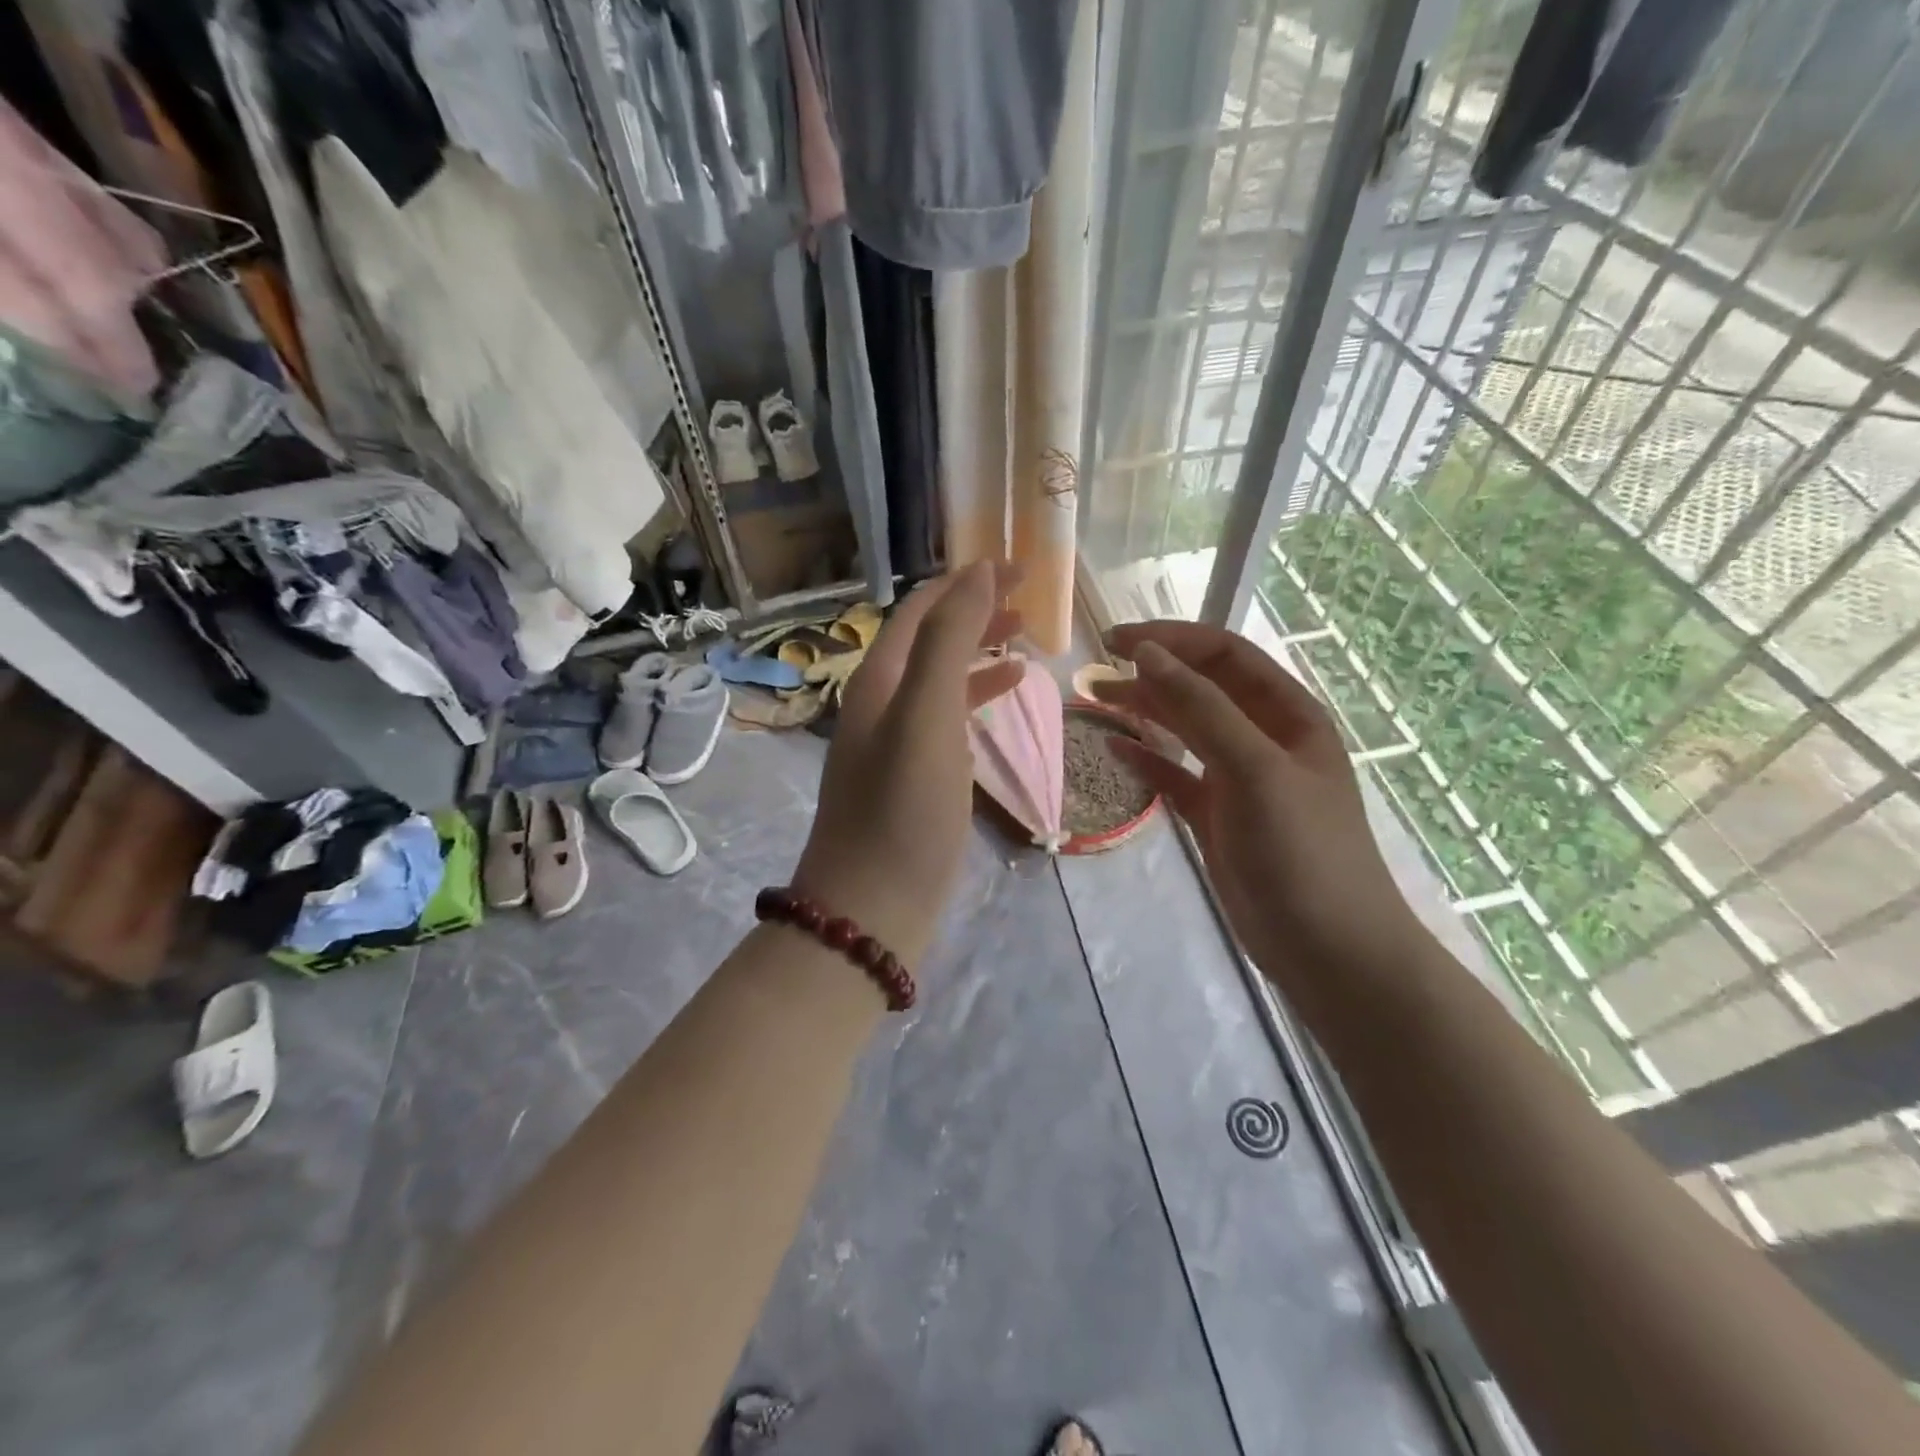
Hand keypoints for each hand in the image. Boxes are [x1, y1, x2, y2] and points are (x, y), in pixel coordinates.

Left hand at [791, 563, 1023, 965]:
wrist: (872, 906)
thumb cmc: (902, 809)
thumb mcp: (926, 716)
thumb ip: (949, 641)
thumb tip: (978, 573)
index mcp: (879, 678)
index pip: (922, 608)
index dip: (967, 581)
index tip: (1021, 567)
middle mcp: (881, 700)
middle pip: (930, 637)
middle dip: (976, 610)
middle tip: (1030, 601)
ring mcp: (895, 739)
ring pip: (940, 676)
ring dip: (980, 650)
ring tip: (1027, 641)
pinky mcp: (912, 774)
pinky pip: (947, 716)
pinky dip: (977, 695)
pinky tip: (1007, 695)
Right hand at [1093, 621, 1421, 979]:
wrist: (1328, 948)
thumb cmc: (1301, 850)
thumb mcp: (1254, 769)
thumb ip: (1201, 708)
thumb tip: (1147, 653)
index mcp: (1287, 714)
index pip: (1225, 656)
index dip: (1172, 639)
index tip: (1116, 640)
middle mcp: (1264, 738)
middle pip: (1201, 689)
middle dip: (1152, 674)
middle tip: (1096, 671)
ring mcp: (1240, 779)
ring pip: (1185, 730)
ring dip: (1145, 712)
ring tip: (1096, 701)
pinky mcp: (1218, 816)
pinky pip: (1177, 775)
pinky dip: (1148, 760)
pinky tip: (1116, 750)